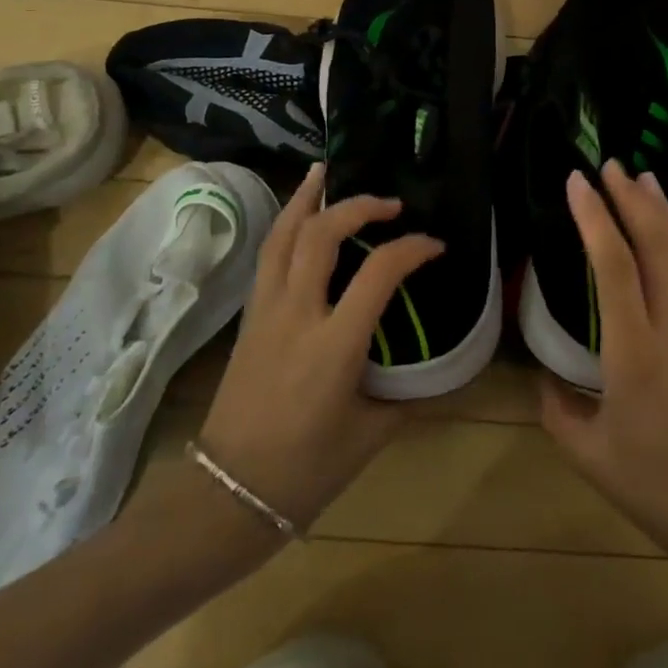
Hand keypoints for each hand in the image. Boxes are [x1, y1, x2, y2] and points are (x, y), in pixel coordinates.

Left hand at [197, 163, 442, 531]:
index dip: (412, 248)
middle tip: (389, 202)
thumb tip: (442, 373)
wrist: (226, 495)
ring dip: (307, 199)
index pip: (379, 272)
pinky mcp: (248, 318)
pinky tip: (299, 217)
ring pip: (282, 236)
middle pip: (321, 235)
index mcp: (334, 345)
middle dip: (358, 206)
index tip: (435, 246)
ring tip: (325, 173)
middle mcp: (297, 315)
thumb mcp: (370, 434)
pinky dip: (286, 225)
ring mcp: (265, 312)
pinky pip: (268, 256)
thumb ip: (409, 396)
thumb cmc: (305, 471)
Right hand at [540, 162, 667, 563]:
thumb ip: (558, 409)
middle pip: (657, 248)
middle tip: (611, 166)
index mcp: (634, 354)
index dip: (595, 220)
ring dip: (666, 213)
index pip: (614, 269)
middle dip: (631, 201)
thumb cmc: (658, 488)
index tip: (578, 184)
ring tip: (647, 179)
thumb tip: (544, 376)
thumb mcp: (590, 456)